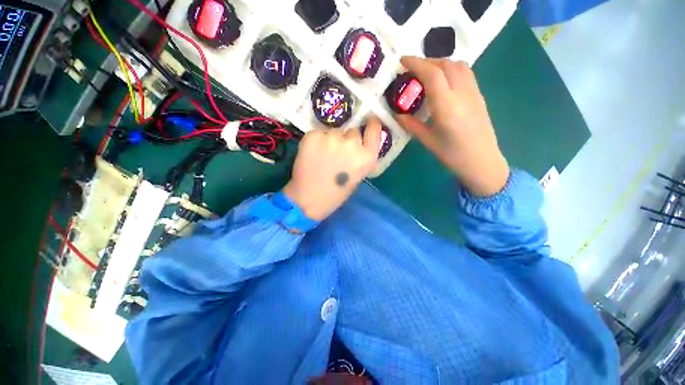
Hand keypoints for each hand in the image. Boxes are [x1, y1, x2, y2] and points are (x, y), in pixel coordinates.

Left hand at [283, 118, 382, 220]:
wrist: (309, 199)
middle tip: (337, 153)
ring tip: (322, 156)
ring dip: (330, 140)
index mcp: (367, 157)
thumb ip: (360, 156)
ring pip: (334, 131)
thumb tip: (357, 143)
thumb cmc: (336, 193)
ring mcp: (332, 138)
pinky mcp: (313, 136)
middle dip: (346, 139)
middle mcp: (352, 144)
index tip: (368, 121)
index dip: (371, 123)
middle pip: (352, 131)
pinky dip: (316, 141)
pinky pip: (318, 133)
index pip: (374, 128)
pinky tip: (312, 154)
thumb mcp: (358, 175)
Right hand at [397, 56, 509, 196]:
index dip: (416, 63)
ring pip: (458, 65)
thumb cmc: (452, 155)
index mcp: (447, 107)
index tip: (402, 62)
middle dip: (426, 61)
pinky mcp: (479, 95)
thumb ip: (411, 124)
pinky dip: (451, 69)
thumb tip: (397, 113)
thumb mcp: (427, 141)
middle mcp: (463, 94)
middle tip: (411, 70)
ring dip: (440, 63)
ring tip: (426, 73)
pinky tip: (442, 81)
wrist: (482, 161)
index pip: (432, 74)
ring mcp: (474, 92)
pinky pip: (465, 73)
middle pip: (445, 64)